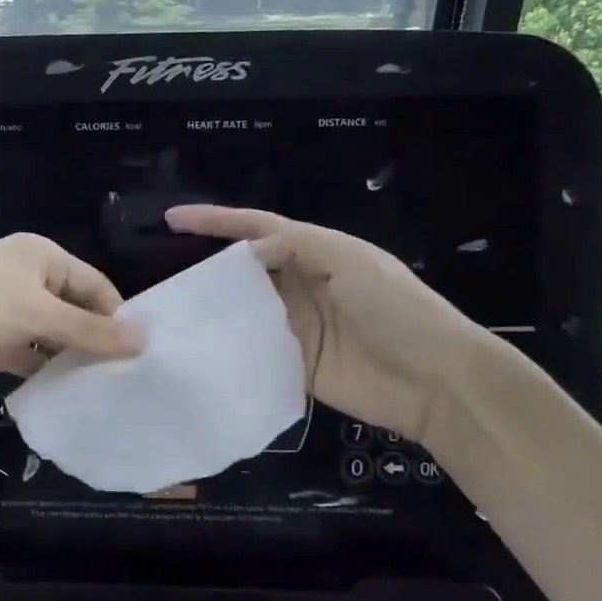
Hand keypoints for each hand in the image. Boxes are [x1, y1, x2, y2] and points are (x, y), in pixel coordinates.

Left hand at [0, 233, 142, 398]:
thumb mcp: (38, 311)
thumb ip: (91, 330)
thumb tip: (145, 340)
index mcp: (41, 256)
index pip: (95, 284)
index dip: (117, 315)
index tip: (143, 352)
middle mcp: (28, 280)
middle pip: (76, 310)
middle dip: (98, 339)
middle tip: (132, 377)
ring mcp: (9, 315)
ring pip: (55, 338)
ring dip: (75, 360)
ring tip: (111, 390)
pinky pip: (32, 360)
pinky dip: (49, 374)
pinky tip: (73, 396)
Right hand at [165, 205, 491, 446]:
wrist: (436, 381)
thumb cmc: (396, 309)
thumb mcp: (350, 261)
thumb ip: (297, 246)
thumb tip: (245, 250)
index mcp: (317, 251)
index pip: (259, 228)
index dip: (217, 221)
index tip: (173, 219)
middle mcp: (302, 284)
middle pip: (246, 269)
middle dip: (208, 266)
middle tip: (165, 276)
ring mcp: (298, 325)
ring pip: (246, 308)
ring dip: (215, 308)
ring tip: (172, 310)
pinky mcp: (296, 363)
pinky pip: (255, 348)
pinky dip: (231, 346)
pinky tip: (200, 347)